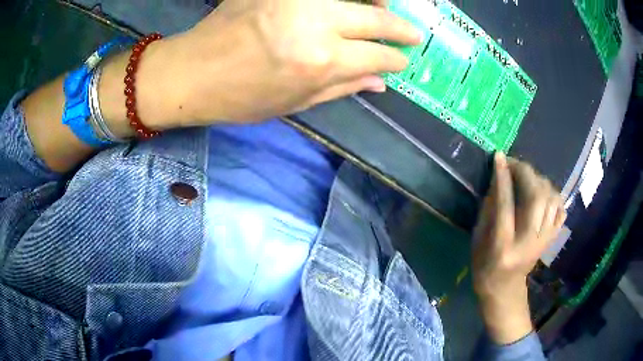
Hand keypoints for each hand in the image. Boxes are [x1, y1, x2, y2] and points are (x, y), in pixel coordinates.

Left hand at [132, 0, 420, 128]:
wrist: (192, 71)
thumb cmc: (239, 97)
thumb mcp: (294, 102)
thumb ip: (341, 88)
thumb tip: (380, 83)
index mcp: (319, 61)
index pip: (376, 56)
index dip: (394, 59)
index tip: (402, 60)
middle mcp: (314, 22)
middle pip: (373, 17)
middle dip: (399, 27)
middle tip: (413, 33)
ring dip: (375, 2)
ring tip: (384, 10)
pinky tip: (347, 4)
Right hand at [472, 153, 565, 344]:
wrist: (504, 290)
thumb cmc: (485, 266)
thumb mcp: (478, 239)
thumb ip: (488, 209)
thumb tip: (498, 178)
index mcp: (503, 245)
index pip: (505, 204)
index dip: (503, 177)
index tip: (499, 156)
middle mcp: (528, 242)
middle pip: (535, 198)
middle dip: (525, 173)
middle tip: (513, 163)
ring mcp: (543, 241)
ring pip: (551, 199)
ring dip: (540, 181)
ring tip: (527, 177)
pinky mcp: (551, 239)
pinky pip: (560, 209)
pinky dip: (554, 195)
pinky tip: (544, 192)